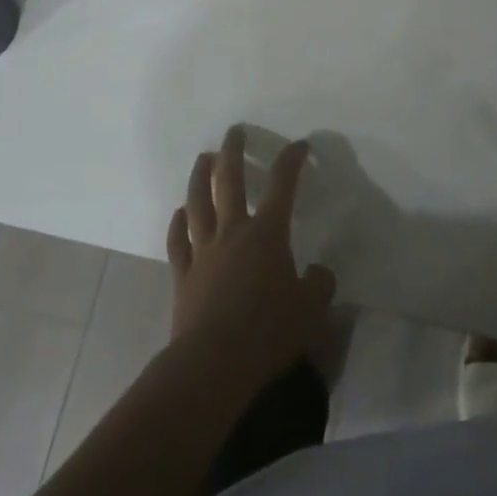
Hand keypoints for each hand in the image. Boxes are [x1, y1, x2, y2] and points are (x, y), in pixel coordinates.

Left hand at [166, 128, 336, 399]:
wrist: (213, 363)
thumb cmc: (267, 332)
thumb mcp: (311, 310)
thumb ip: (319, 285)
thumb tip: (318, 272)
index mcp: (267, 233)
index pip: (283, 185)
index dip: (292, 160)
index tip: (299, 146)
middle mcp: (233, 231)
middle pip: (230, 180)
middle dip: (234, 151)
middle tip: (234, 131)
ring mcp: (203, 251)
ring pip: (198, 202)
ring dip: (201, 176)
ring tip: (204, 158)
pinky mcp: (183, 275)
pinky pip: (178, 240)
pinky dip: (177, 222)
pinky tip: (178, 213)